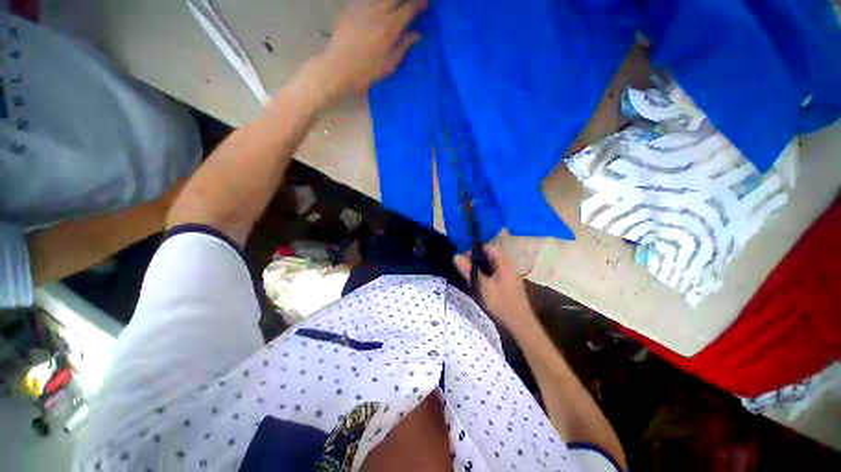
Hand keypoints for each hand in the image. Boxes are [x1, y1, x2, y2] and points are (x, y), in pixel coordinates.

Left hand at [319, 0, 426, 94]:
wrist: (337, 68)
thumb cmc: (365, 72)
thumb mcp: (388, 65)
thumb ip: (403, 46)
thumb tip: (417, 34)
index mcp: (388, 28)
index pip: (408, 9)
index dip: (418, 4)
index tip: (425, 4)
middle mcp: (377, 12)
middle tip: (413, 3)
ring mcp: (362, 7)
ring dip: (392, 0)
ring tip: (396, 6)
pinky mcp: (351, 7)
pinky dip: (377, 2)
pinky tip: (379, 7)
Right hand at [454, 245, 536, 331]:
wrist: (520, 323)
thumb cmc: (501, 302)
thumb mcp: (482, 286)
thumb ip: (469, 270)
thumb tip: (455, 256)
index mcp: (504, 262)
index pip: (488, 247)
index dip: (475, 250)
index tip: (464, 260)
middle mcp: (508, 264)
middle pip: (489, 254)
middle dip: (476, 259)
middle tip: (465, 269)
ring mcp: (509, 272)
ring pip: (491, 263)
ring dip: (479, 267)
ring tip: (470, 277)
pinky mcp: (508, 280)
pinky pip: (494, 271)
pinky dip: (485, 273)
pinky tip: (479, 282)